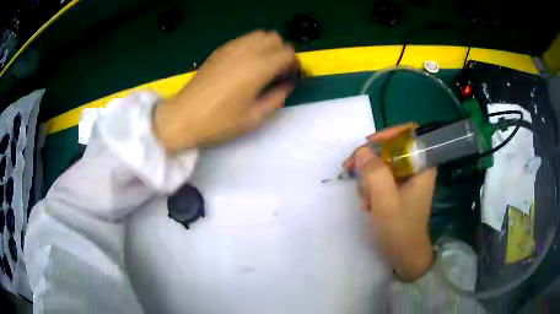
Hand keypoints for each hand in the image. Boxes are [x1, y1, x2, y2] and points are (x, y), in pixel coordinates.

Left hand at [154, 30, 298, 151]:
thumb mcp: (254, 117)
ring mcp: (231, 48)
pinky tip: (246, 63)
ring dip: (267, 46)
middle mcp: (246, 52)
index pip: (287, 53)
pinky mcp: (219, 51)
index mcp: (258, 68)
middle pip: (275, 38)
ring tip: (263, 66)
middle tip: (278, 70)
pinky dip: (252, 46)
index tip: (291, 76)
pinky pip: (243, 39)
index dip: (294, 64)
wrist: (183, 117)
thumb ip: (276, 98)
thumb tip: (287, 85)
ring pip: (259, 35)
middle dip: (282, 51)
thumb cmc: (219, 122)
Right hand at [343, 124, 435, 280]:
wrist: (404, 256)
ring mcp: (407, 180)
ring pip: (383, 164)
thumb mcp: (385, 203)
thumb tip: (361, 151)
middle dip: (371, 161)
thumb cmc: (400, 231)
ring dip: (368, 179)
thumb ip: (375, 174)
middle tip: (352, 171)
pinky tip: (367, 205)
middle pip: (392, 149)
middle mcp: (416, 169)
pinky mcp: (398, 190)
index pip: (410, 134)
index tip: (369, 145)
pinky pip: (380, 178)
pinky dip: (370, 188)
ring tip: (364, 201)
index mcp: (422, 167)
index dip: (390, 134)